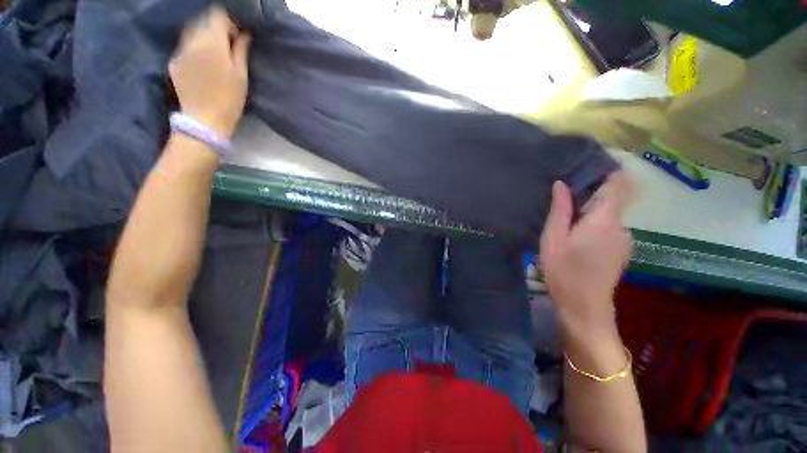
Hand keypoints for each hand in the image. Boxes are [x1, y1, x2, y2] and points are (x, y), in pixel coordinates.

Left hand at [169, 6, 250, 136]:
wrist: (205, 120)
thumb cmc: (230, 99)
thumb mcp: (241, 75)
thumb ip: (241, 50)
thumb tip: (244, 34)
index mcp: (212, 42)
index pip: (218, 15)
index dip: (229, 23)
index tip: (236, 37)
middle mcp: (192, 39)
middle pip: (203, 21)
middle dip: (216, 30)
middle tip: (227, 48)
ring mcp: (180, 50)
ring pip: (192, 33)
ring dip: (204, 39)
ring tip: (214, 57)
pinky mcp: (173, 61)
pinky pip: (185, 46)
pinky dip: (194, 50)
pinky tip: (202, 66)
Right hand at [540, 172, 633, 336]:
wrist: (584, 306)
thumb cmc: (564, 270)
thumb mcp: (553, 238)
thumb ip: (560, 210)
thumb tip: (562, 184)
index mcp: (605, 220)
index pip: (617, 184)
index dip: (607, 170)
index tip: (587, 163)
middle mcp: (622, 226)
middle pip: (610, 199)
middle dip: (589, 194)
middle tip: (562, 196)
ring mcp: (625, 239)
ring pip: (608, 215)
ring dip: (589, 212)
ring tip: (565, 219)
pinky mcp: (621, 250)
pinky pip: (609, 227)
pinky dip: (594, 224)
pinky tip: (576, 237)